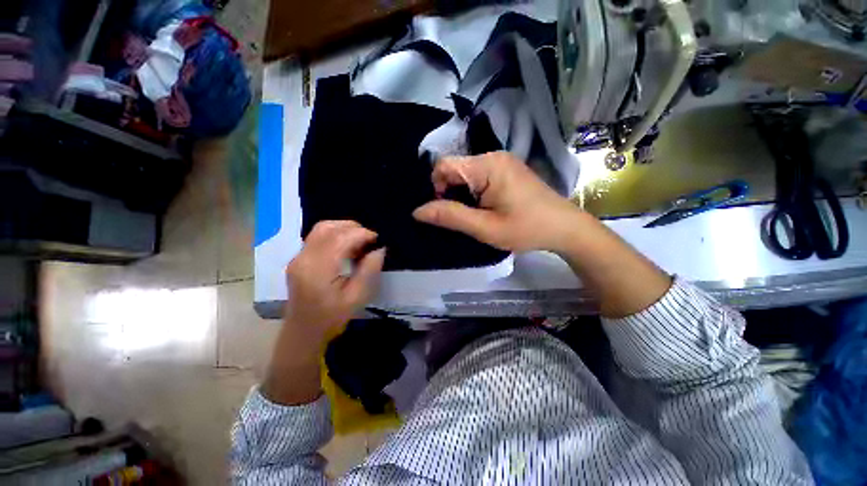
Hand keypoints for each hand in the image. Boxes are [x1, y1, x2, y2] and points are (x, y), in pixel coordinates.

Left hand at [263, 221, 384, 404]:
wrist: (303, 332)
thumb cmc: (331, 318)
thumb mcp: (356, 297)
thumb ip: (369, 270)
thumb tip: (380, 249)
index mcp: (318, 269)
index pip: (341, 238)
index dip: (363, 234)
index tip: (378, 240)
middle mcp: (304, 258)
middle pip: (328, 227)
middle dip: (353, 228)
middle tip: (370, 239)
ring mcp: (298, 257)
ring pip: (321, 228)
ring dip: (344, 229)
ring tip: (360, 241)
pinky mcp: (299, 258)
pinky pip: (318, 237)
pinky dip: (335, 235)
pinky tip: (347, 247)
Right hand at [412, 152, 584, 252]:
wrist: (564, 227)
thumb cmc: (526, 229)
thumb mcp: (485, 228)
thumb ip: (451, 216)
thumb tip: (418, 211)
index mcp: (487, 165)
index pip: (444, 165)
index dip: (436, 187)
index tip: (446, 211)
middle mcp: (493, 156)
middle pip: (455, 168)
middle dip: (450, 192)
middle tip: (461, 216)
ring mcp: (502, 161)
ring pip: (465, 173)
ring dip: (462, 193)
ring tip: (474, 214)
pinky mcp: (506, 169)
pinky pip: (478, 175)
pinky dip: (473, 191)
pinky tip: (483, 207)